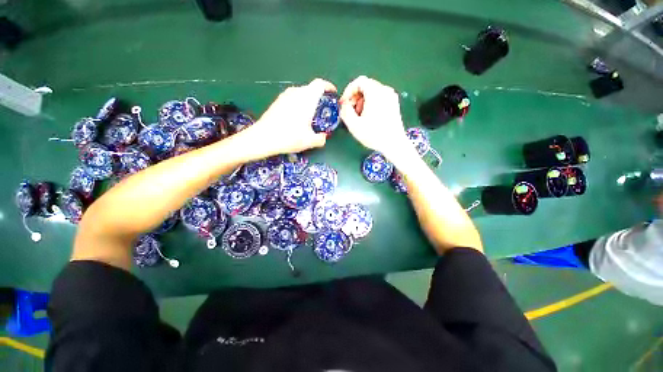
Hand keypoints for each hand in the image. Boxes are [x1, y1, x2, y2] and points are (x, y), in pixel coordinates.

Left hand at [248, 78, 335, 155]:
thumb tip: (324, 137)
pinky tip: (297, 117)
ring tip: (310, 114)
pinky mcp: (277, 101)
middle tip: (323, 109)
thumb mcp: (309, 142)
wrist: (263, 138)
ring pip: (301, 93)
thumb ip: (321, 139)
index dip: (328, 86)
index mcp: (307, 99)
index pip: (320, 84)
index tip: (333, 93)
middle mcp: (296, 93)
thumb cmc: (289, 137)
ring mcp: (285, 96)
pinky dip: (299, 103)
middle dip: (319, 96)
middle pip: (311, 88)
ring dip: (309, 100)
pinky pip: (293, 97)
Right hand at [339, 76, 409, 157]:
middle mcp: (385, 90)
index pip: (359, 81)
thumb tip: (344, 105)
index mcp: (375, 92)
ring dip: (362, 101)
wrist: (394, 144)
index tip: (344, 103)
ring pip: (372, 92)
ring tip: (360, 116)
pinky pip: (379, 98)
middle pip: (366, 86)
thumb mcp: (354, 125)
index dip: (348, 91)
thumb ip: (345, 111)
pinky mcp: (394, 104)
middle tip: (351, 111)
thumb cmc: (374, 135)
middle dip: (355, 97)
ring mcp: (391, 97)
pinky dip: (371, 103)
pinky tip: (369, 117)